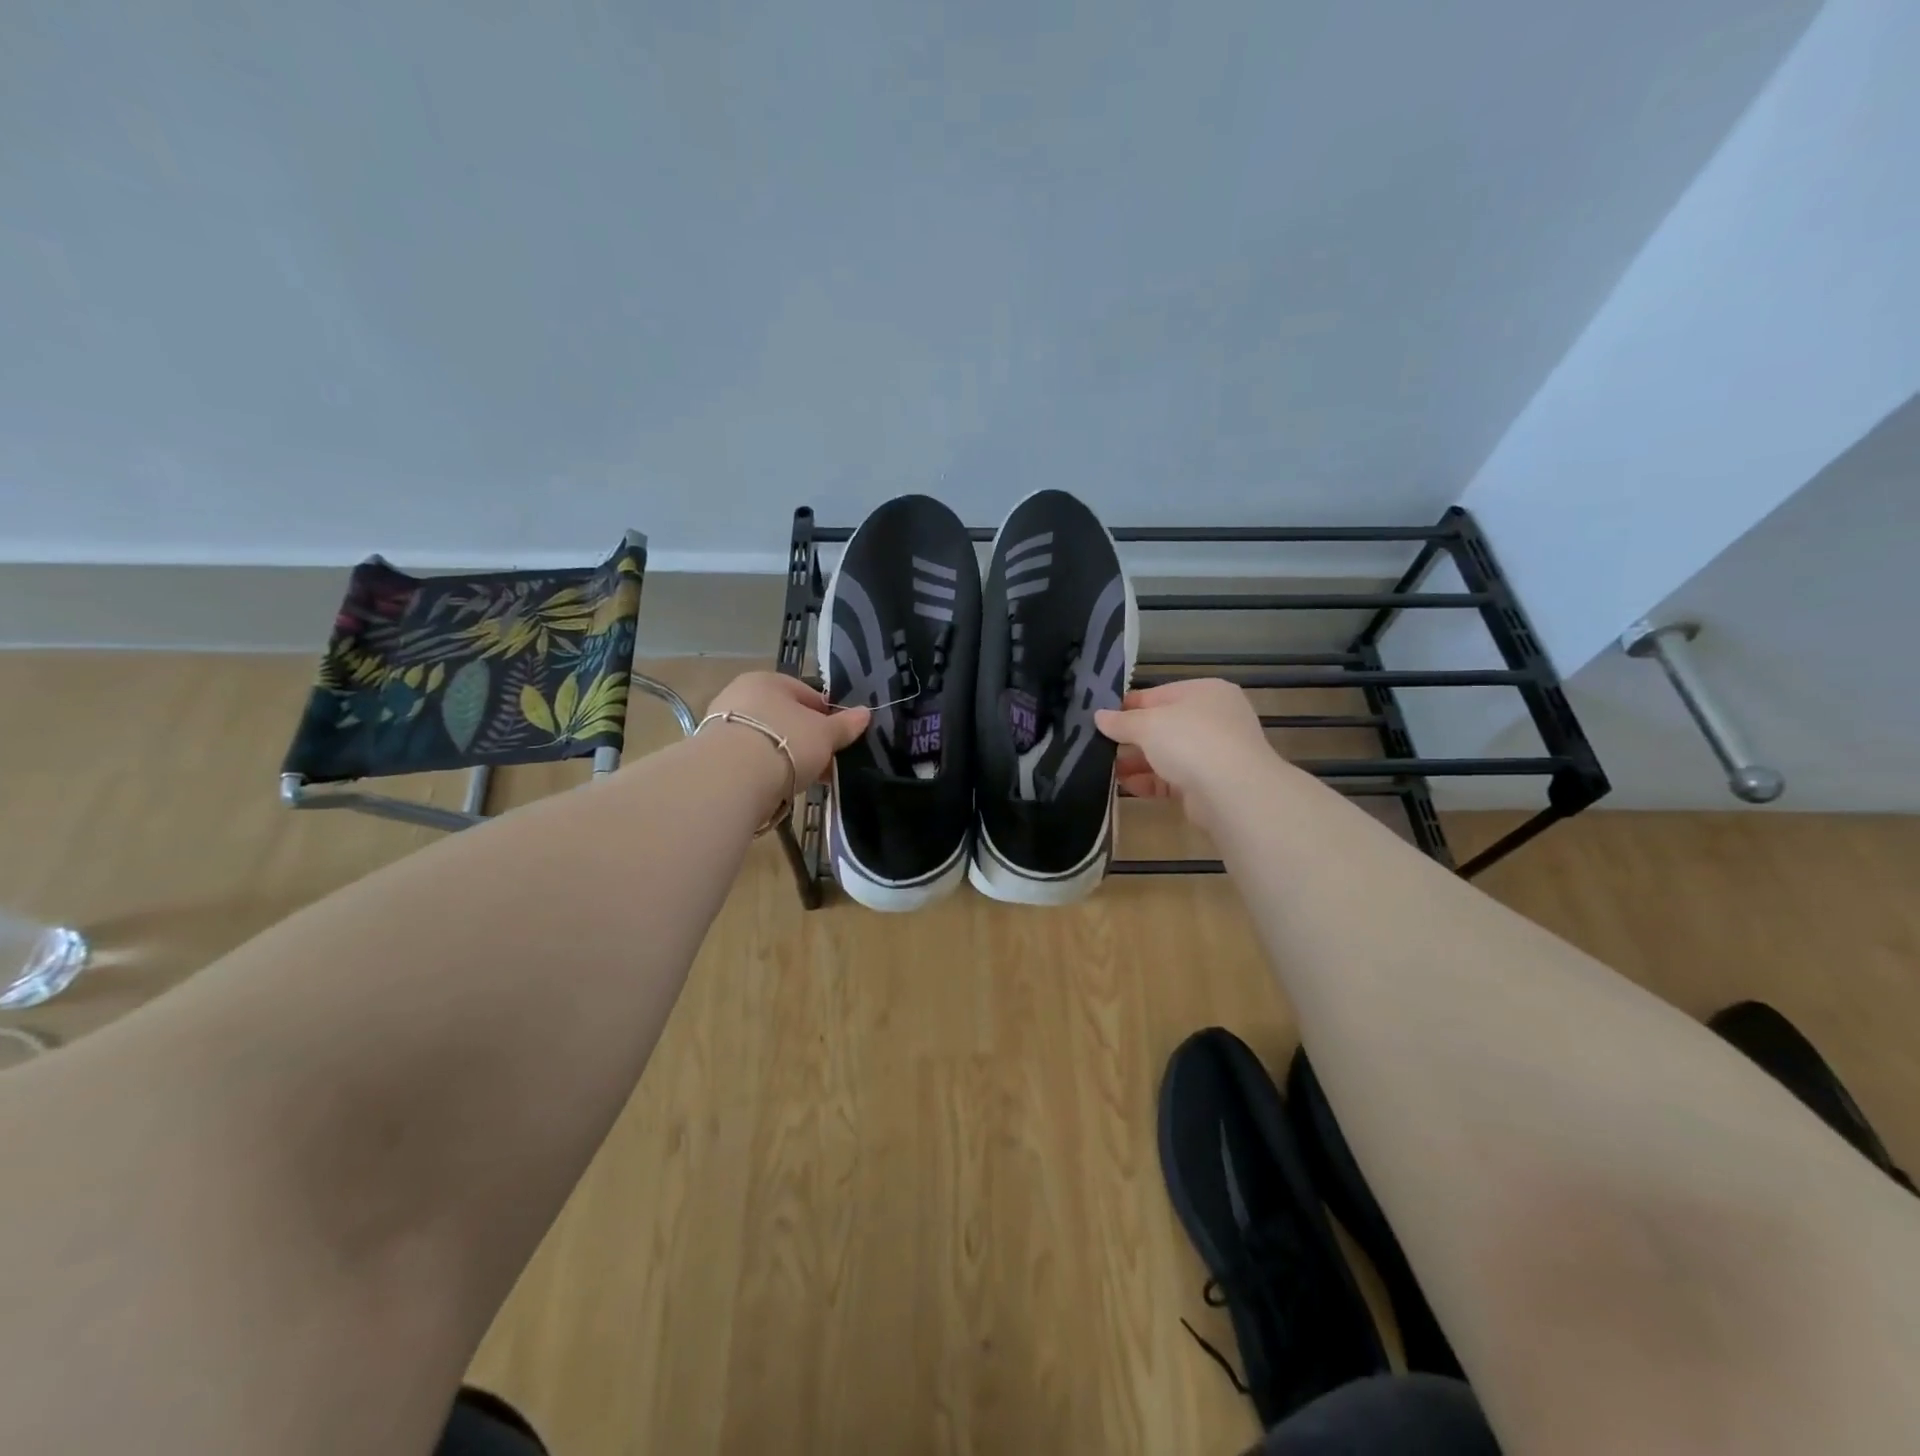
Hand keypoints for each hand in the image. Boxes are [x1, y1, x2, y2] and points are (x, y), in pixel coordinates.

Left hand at [703, 671, 870, 788]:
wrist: (732, 778)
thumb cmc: (786, 742)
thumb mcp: (825, 734)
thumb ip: (845, 724)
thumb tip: (865, 713)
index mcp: (768, 680)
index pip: (807, 694)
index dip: (828, 716)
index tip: (839, 739)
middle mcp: (740, 695)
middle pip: (786, 718)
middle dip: (808, 740)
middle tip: (826, 763)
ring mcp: (723, 724)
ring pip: (768, 739)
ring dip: (788, 756)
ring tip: (804, 779)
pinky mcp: (713, 755)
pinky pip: (751, 759)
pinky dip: (767, 770)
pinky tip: (779, 786)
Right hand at [1095, 679, 1277, 829]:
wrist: (1233, 792)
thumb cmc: (1190, 741)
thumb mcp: (1148, 724)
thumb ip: (1121, 721)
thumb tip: (1099, 716)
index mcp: (1205, 692)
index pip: (1158, 694)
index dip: (1128, 706)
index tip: (1101, 718)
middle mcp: (1213, 718)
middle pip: (1162, 725)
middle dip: (1131, 738)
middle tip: (1099, 745)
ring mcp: (1214, 752)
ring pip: (1167, 754)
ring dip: (1137, 761)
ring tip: (1105, 768)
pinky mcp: (1209, 783)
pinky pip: (1172, 778)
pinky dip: (1150, 781)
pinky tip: (1126, 785)